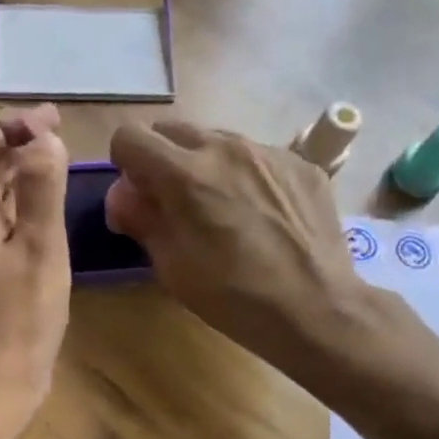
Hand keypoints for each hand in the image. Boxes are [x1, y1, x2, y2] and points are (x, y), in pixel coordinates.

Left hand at [0, 104, 70, 422]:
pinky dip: (16, 204)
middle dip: (14, 143)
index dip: (6, 126)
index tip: (48, 124)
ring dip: (16, 172)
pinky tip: (43, 211)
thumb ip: (43, 188)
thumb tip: (44, 140)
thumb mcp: (42, 249)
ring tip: (56, 164)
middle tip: (58, 134)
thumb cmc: (21, 318)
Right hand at [106, 121, 361, 370]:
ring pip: (217, 141)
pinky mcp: (301, 164)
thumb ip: (142, 219)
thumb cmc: (232, 296)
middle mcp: (225, 148)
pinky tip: (261, 216)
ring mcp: (268, 152)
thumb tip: (124, 196)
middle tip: (174, 203)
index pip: (130, 137)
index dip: (125, 165)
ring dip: (205, 166)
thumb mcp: (171, 266)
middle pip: (172, 131)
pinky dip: (246, 177)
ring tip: (222, 210)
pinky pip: (258, 157)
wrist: (314, 308)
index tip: (138, 196)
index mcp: (185, 174)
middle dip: (162, 160)